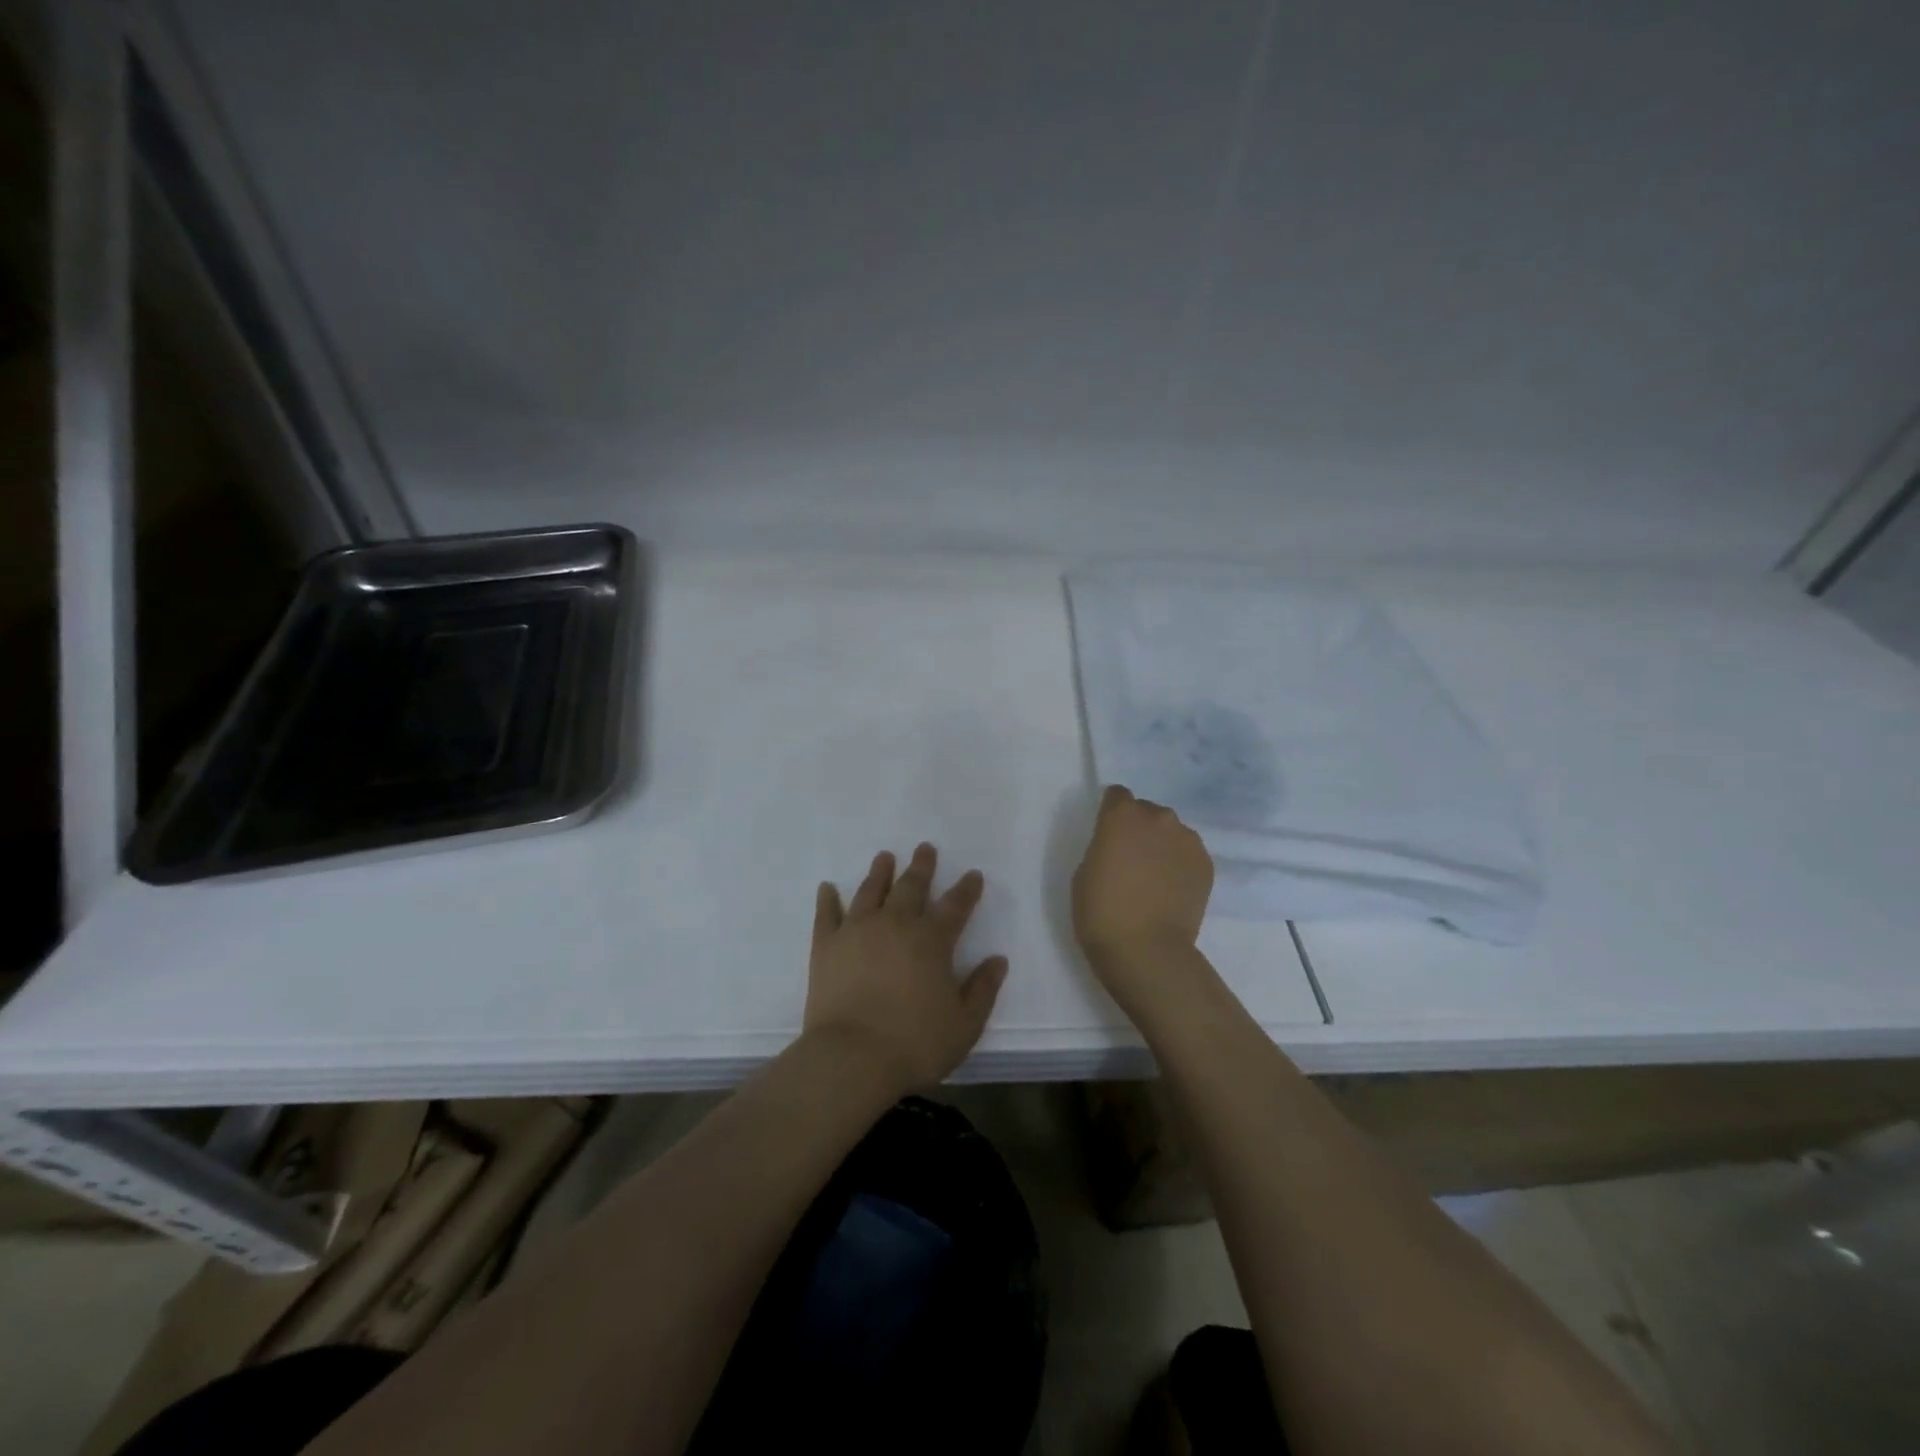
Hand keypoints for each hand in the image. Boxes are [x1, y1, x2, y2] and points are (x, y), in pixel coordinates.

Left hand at [804, 843, 1008, 1096]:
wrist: (852, 1058)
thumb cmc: (914, 1043)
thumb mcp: (964, 1024)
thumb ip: (983, 989)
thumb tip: (998, 960)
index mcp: (932, 940)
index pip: (955, 906)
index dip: (967, 889)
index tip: (973, 874)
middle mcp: (896, 924)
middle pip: (911, 887)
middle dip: (922, 867)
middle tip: (925, 848)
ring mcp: (857, 930)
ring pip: (871, 891)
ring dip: (880, 872)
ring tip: (885, 856)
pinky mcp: (826, 945)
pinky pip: (826, 914)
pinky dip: (827, 899)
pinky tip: (827, 888)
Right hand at [1073, 785, 1214, 1009]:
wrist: (1146, 950)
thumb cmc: (1101, 911)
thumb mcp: (1085, 870)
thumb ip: (1104, 845)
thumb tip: (1120, 845)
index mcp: (1122, 815)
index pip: (1117, 795)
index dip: (1112, 812)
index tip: (1108, 833)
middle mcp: (1158, 818)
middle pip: (1147, 812)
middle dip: (1140, 828)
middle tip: (1132, 859)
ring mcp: (1187, 840)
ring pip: (1171, 832)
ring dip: (1162, 845)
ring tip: (1155, 876)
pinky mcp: (1206, 864)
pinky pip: (1188, 853)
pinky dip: (1180, 864)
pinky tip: (1171, 889)